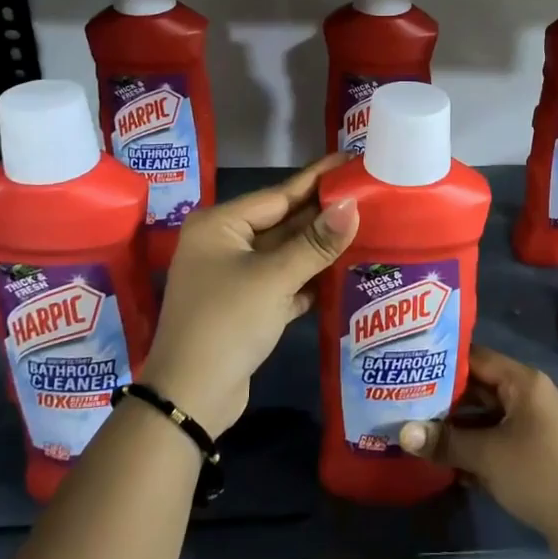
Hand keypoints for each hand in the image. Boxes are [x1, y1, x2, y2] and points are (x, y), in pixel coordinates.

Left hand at [142, 156, 358, 438]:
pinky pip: (283, 280)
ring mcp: (234, 276)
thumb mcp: (274, 279)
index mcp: (220, 225)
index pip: (278, 193)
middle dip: (322, 214)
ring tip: (365, 227)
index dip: (317, 179)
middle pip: (282, 222)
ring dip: (319, 246)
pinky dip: (309, 277)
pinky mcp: (246, 306)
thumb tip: (353, 205)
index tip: (349, 159)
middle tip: (368, 195)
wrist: (190, 399)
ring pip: (285, 253)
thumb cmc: (227, 323)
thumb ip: (316, 242)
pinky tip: (343, 270)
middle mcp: (224, 244)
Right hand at [398, 346, 557, 555]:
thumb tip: (403, 432)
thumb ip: (444, 441)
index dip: (443, 361)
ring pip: (487, 414)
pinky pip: (498, 435)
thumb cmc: (538, 475)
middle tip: (407, 400)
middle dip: (445, 397)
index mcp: (524, 381)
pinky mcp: (535, 448)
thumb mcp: (486, 456)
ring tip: (419, 429)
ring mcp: (534, 422)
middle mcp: (530, 393)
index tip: (411, 366)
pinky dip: (476, 444)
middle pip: (480, 386)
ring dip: (458, 425)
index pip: (476, 357)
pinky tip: (447, 459)